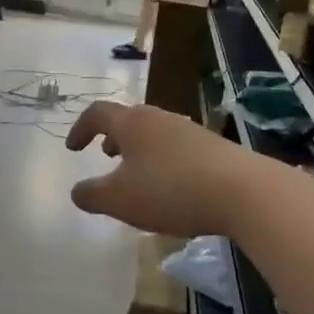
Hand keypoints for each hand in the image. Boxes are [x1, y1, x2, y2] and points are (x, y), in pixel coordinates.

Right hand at [65, 102, 270, 237]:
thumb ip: (92, 196)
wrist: (240, 190)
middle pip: (128, 119)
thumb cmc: (170, 190)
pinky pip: (175, 147)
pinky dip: (161, 160)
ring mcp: (187, 130)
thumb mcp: (120, 200)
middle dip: (112, 137)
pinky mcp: (210, 146)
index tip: (73, 148)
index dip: (81, 128)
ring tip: (135, 173)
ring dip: (138, 149)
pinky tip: (169, 187)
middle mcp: (158, 118)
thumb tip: (76, 191)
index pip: (98, 113)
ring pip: (153, 133)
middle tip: (105, 156)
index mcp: (132, 123)